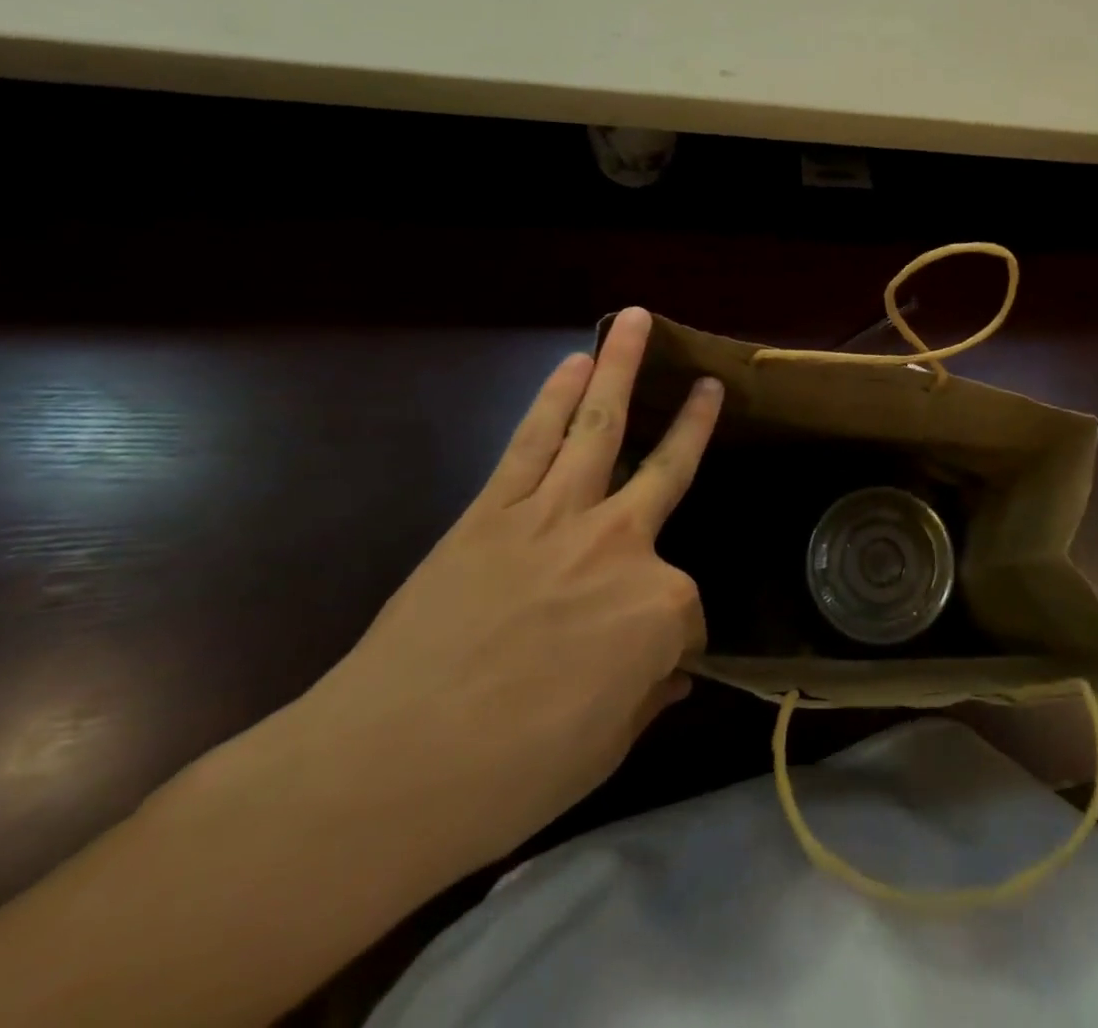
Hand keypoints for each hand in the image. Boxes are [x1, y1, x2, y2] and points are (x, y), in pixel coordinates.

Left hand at [279, 307, 721, 886]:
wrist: (385, 771)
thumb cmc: (512, 774)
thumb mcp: (606, 748)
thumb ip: (647, 695)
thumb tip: (670, 672)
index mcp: (661, 608)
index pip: (687, 613)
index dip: (672, 644)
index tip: (651, 671)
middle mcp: (622, 544)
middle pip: (670, 470)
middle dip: (695, 422)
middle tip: (712, 385)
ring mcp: (556, 517)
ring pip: (600, 426)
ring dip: (621, 369)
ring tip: (637, 322)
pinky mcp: (493, 511)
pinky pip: (533, 441)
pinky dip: (554, 398)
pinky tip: (573, 364)